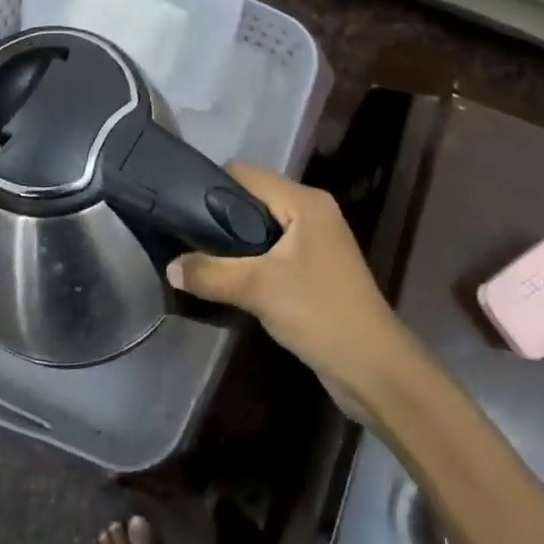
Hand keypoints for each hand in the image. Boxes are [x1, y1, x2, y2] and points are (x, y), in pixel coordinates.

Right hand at [166, 164, 407, 407]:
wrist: (373, 368)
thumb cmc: (318, 312)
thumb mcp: (257, 289)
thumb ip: (210, 273)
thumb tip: (170, 267)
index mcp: (304, 201)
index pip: (247, 174)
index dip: (211, 186)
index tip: (180, 207)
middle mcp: (313, 211)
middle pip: (254, 199)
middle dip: (220, 216)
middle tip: (185, 237)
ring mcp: (317, 240)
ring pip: (263, 227)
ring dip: (235, 242)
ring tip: (199, 258)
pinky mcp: (316, 268)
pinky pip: (274, 251)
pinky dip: (251, 260)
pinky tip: (228, 279)